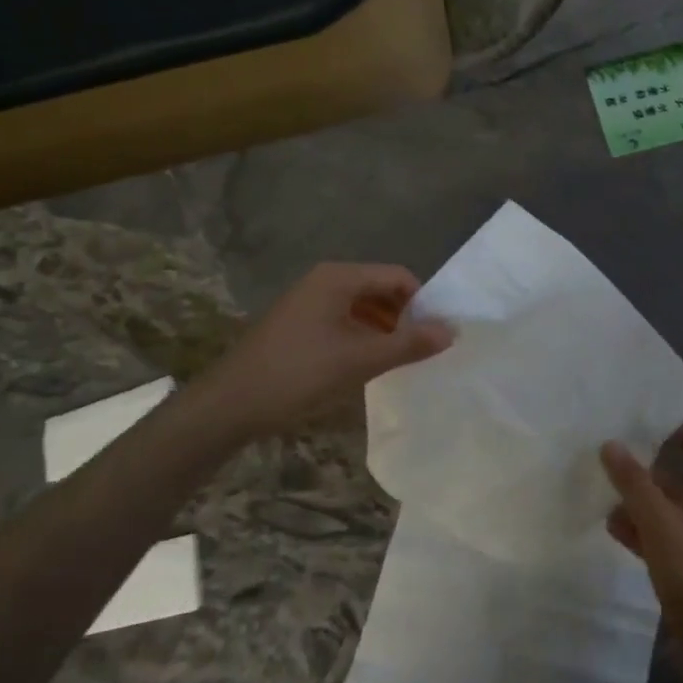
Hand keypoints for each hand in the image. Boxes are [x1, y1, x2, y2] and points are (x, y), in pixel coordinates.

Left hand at [188, 263, 452, 437]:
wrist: (230, 405)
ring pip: (362, 308)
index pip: (398, 277)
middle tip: (421, 352)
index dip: (422, 303)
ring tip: (398, 362)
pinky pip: (343, 322)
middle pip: (380, 289)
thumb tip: (452, 331)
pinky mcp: (298, 325)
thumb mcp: (360, 360)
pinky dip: (362, 338)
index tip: (435, 336)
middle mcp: (324, 281)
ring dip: (384, 330)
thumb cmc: (299, 374)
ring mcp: (308, 302)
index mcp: (338, 277)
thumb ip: (409, 344)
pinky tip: (367, 366)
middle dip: (404, 318)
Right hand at [602, 422, 682, 673]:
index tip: (657, 426)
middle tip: (613, 457)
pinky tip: (611, 529)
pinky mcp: (681, 572)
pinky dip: (636, 530)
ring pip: (663, 509)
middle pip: (680, 478)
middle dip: (649, 467)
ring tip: (602, 491)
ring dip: (637, 500)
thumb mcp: (661, 522)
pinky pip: (656, 539)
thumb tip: (611, 442)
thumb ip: (635, 483)